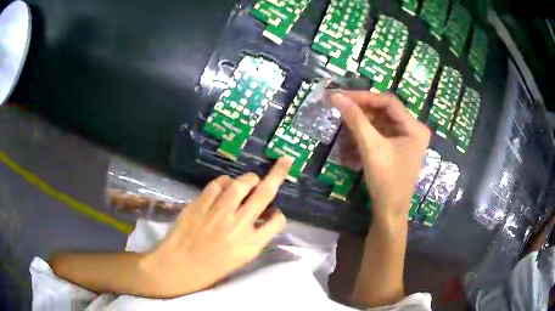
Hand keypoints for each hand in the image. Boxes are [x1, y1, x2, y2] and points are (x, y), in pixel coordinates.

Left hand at [139, 157, 292, 297]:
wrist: (179, 266)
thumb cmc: (212, 268)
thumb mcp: (241, 259)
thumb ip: (255, 238)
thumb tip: (261, 218)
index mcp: (251, 244)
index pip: (277, 221)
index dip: (278, 214)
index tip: (273, 213)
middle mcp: (238, 225)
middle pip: (264, 194)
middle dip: (277, 174)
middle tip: (284, 161)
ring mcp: (218, 212)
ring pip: (240, 184)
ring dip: (249, 179)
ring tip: (250, 180)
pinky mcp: (201, 204)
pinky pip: (217, 184)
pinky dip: (225, 182)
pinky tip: (225, 186)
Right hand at [331, 91, 429, 222]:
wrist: (390, 213)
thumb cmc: (386, 181)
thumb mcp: (371, 148)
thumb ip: (355, 119)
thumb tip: (336, 96)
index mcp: (414, 127)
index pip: (388, 102)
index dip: (364, 97)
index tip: (341, 96)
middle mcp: (413, 129)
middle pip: (384, 111)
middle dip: (361, 110)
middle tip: (339, 107)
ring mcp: (405, 139)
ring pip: (380, 122)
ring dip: (361, 124)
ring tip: (342, 125)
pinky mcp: (397, 148)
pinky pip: (380, 134)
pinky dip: (365, 135)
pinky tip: (351, 140)